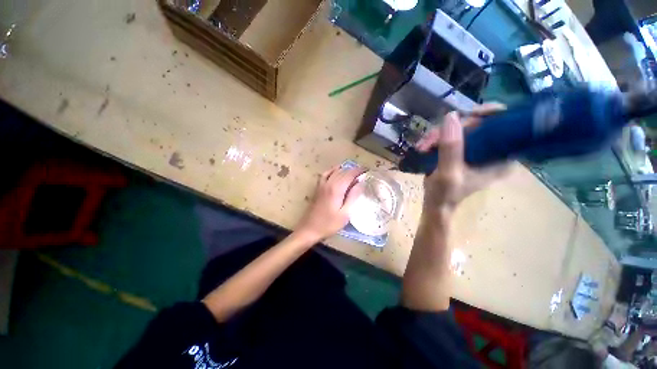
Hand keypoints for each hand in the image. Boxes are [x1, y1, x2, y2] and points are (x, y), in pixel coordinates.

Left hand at [296, 166, 364, 241]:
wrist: (309, 229)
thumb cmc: (329, 224)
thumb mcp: (345, 214)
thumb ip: (353, 196)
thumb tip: (360, 183)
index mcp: (336, 189)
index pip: (350, 174)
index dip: (359, 171)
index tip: (367, 170)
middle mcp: (329, 183)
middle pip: (343, 171)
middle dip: (354, 170)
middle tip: (363, 172)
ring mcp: (322, 185)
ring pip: (335, 171)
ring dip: (345, 169)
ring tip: (353, 172)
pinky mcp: (318, 188)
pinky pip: (325, 174)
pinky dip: (332, 170)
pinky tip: (337, 171)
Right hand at [416, 103, 508, 212]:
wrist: (435, 203)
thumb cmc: (445, 193)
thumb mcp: (449, 172)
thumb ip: (451, 147)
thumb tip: (452, 115)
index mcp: (502, 158)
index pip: (506, 125)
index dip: (490, 114)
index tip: (469, 115)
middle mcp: (492, 151)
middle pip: (478, 123)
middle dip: (452, 128)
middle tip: (432, 139)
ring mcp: (475, 150)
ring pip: (460, 128)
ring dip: (437, 135)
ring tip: (423, 147)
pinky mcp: (461, 150)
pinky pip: (449, 134)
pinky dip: (434, 139)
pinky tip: (423, 147)